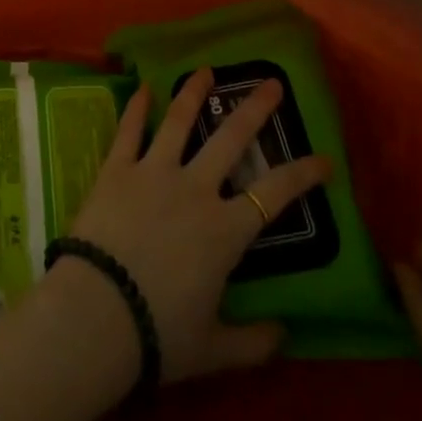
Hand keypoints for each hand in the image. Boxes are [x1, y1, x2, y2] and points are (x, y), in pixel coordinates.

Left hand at [61, 68, 332, 384]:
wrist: (96, 313)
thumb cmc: (158, 333)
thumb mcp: (213, 350)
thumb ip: (252, 343)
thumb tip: (284, 335)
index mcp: (224, 231)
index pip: (274, 195)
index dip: (303, 174)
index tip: (325, 159)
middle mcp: (194, 189)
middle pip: (231, 139)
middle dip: (255, 109)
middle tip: (270, 83)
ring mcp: (153, 172)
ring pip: (178, 121)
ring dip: (194, 93)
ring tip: (207, 70)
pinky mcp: (116, 168)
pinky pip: (128, 130)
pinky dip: (137, 107)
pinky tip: (144, 87)